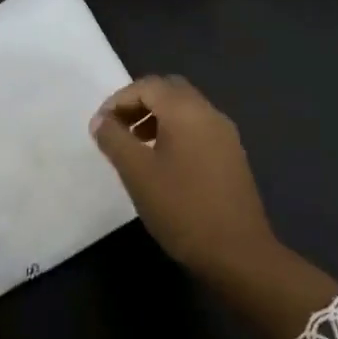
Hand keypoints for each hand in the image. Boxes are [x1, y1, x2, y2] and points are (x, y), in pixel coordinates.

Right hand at [90, 75, 277, 279]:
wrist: (237, 252)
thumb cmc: (181, 207)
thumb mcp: (137, 173)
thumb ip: (114, 140)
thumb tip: (101, 121)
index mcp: (187, 111)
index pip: (148, 85)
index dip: (119, 100)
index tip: (101, 126)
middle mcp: (210, 114)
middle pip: (169, 91)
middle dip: (139, 104)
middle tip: (118, 129)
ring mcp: (226, 135)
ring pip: (185, 110)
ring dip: (156, 118)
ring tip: (135, 147)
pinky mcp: (232, 157)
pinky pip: (198, 129)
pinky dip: (175, 133)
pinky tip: (163, 164)